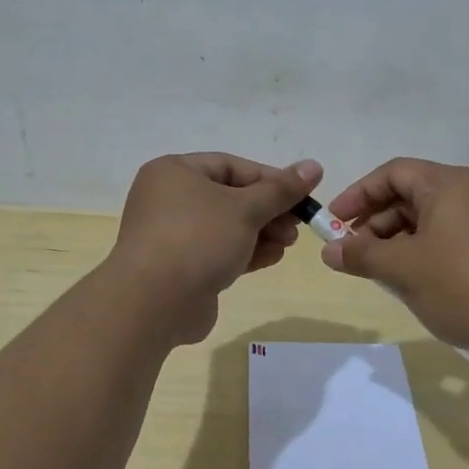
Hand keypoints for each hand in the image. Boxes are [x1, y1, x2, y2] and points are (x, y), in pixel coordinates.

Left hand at [110, 152, 321, 343]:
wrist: (154, 302)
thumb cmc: (198, 239)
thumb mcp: (246, 208)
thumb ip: (281, 189)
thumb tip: (314, 166)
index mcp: (175, 171)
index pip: (231, 166)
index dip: (270, 179)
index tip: (302, 194)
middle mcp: (169, 199)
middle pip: (231, 197)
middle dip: (268, 210)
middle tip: (297, 225)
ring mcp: (172, 235)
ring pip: (227, 227)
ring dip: (262, 233)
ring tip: (289, 243)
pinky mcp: (180, 267)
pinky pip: (218, 251)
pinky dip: (245, 252)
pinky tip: (272, 258)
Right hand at [320, 158, 468, 355]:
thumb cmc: (463, 285)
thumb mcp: (403, 269)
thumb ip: (361, 254)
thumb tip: (329, 250)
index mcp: (448, 184)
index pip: (393, 173)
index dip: (358, 194)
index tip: (333, 222)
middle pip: (410, 196)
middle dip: (375, 223)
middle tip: (353, 253)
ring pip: (428, 221)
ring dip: (397, 242)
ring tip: (379, 273)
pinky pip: (448, 240)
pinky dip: (422, 254)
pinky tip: (412, 283)